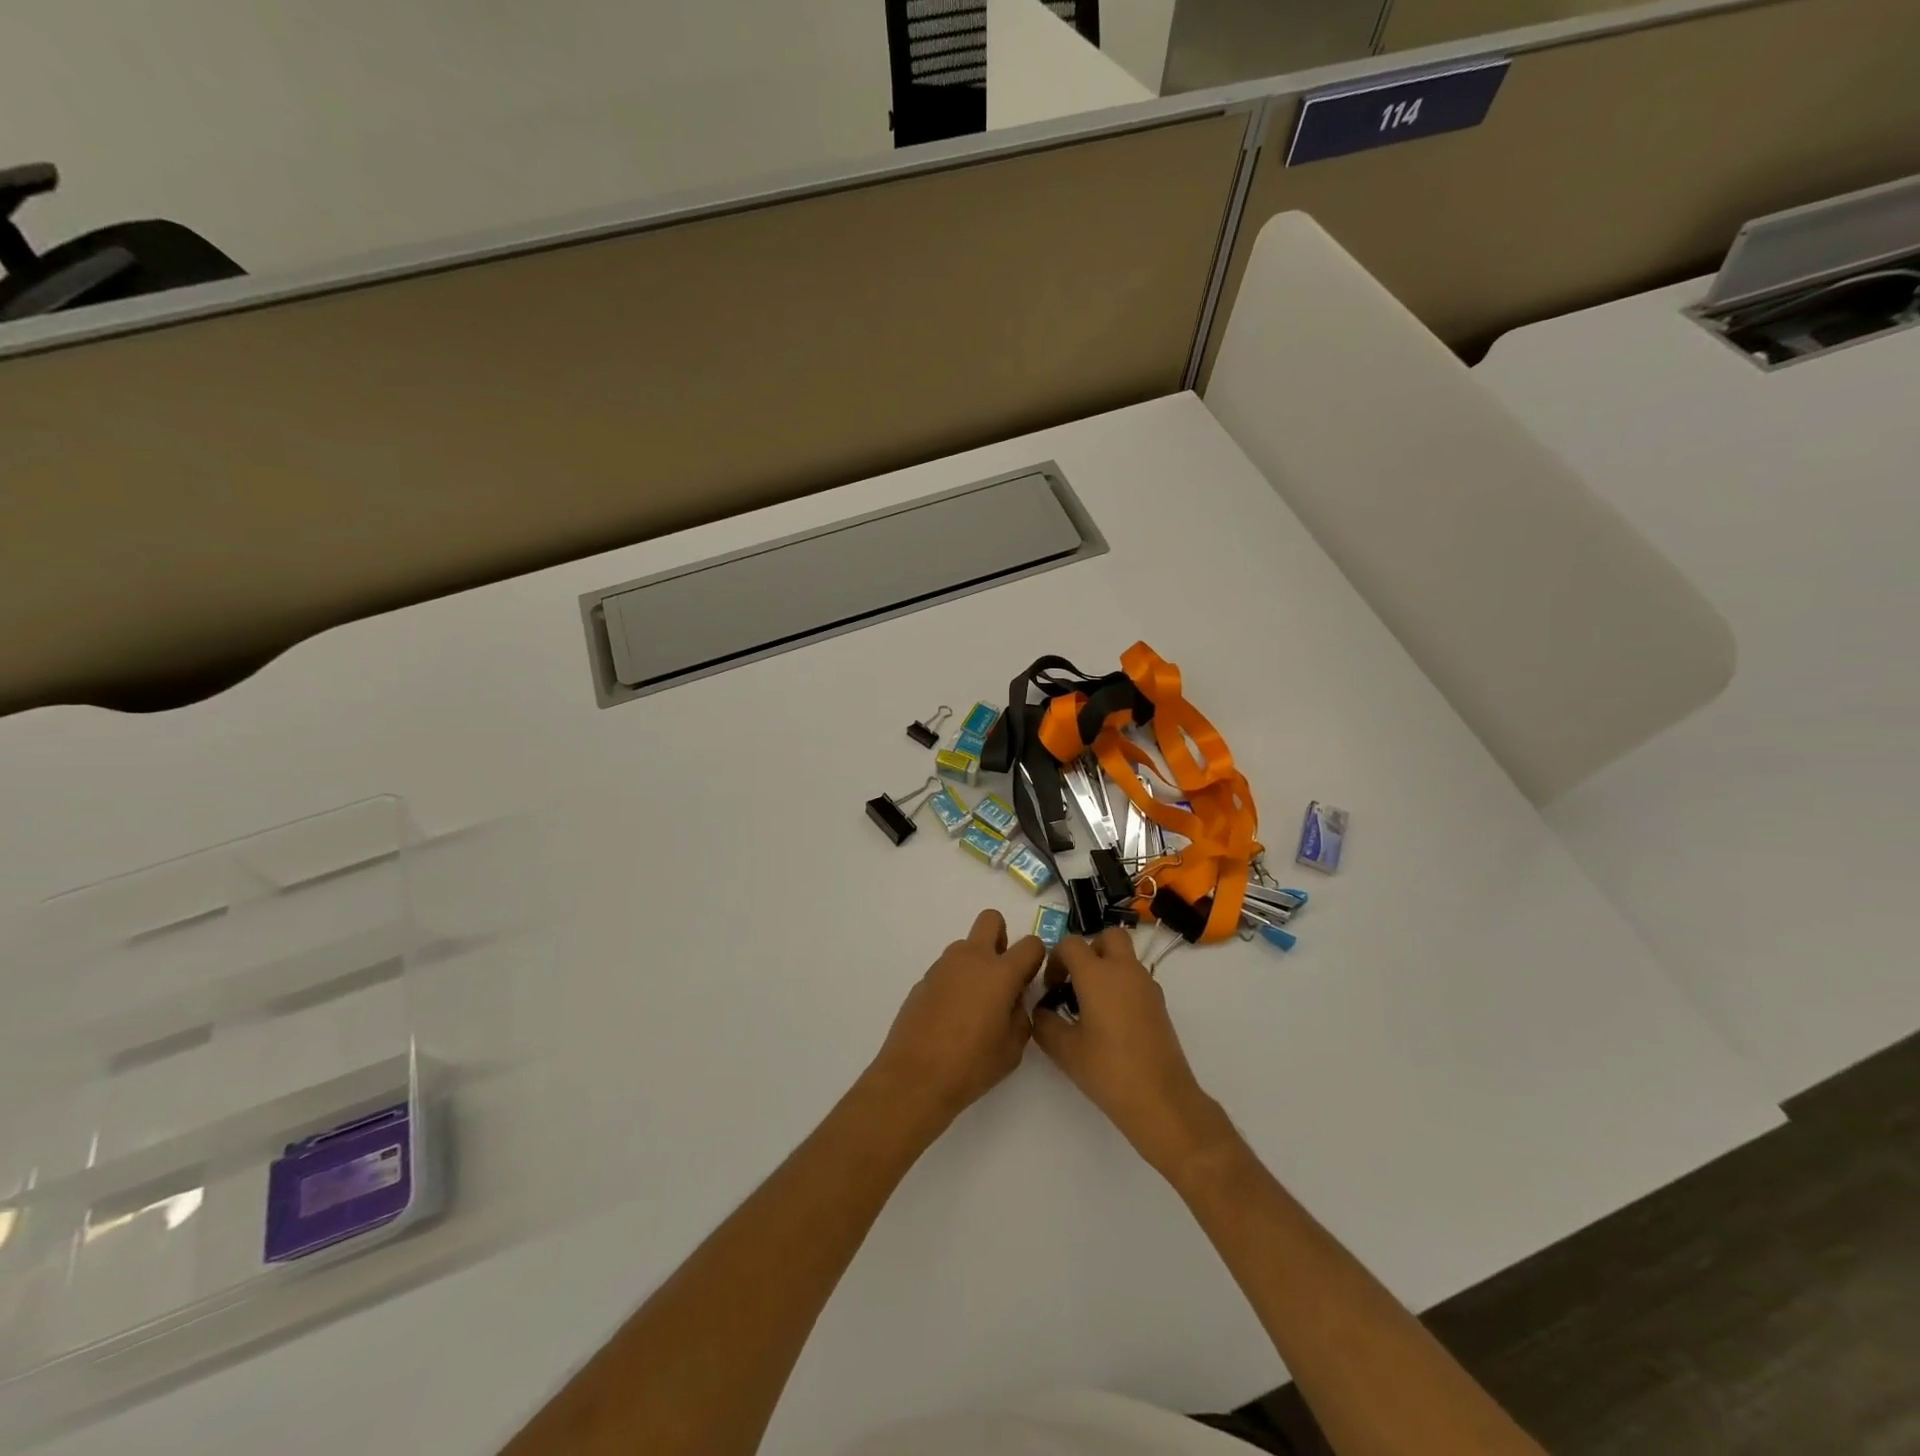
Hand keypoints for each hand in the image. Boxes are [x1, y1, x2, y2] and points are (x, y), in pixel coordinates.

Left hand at [866, 909, 1045, 1129]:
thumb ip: (1021, 1015)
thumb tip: (1013, 1000)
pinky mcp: (923, 980)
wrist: (915, 1077)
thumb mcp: (1013, 1048)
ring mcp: (943, 966)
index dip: (1036, 958)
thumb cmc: (971, 1065)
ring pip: (966, 946)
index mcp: (1000, 972)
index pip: (1031, 944)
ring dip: (976, 963)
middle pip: (991, 919)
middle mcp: (971, 958)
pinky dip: (955, 982)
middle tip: (1002, 974)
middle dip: (1002, 938)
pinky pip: (948, 969)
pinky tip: (951, 1017)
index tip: (1030, 980)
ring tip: (974, 1005)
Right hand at [1030, 928, 1235, 1178]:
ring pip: (1125, 956)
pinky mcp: (1159, 1004)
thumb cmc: (1108, 1070)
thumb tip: (1042, 1010)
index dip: (1055, 959)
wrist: (1161, 1099)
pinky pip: (1136, 978)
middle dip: (1089, 950)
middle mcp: (1124, 970)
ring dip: (1107, 967)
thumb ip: (1044, 1023)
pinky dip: (1122, 985)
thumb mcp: (1064, 1050)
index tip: (1051, 987)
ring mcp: (1147, 985)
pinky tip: (1112, 1020)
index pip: (1071, 944)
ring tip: (1091, 1004)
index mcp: (1098, 974)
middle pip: (1108, 936)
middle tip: (1076, 980)